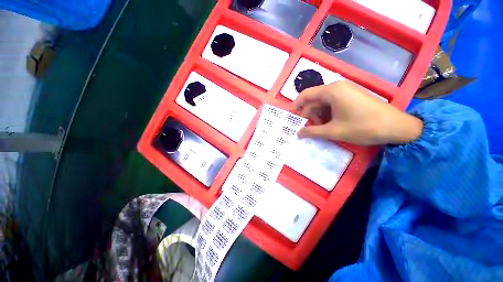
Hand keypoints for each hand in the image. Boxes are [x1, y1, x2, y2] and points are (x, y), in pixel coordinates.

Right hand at [289, 81, 422, 145]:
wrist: (397, 127)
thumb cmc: (363, 127)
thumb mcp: (333, 131)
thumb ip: (312, 132)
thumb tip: (298, 133)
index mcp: (331, 91)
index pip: (305, 95)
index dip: (295, 106)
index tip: (290, 117)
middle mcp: (336, 87)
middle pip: (313, 100)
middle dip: (308, 115)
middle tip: (307, 129)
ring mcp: (345, 91)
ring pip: (322, 103)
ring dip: (318, 116)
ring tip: (320, 129)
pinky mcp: (351, 96)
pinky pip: (332, 104)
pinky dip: (327, 114)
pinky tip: (329, 125)